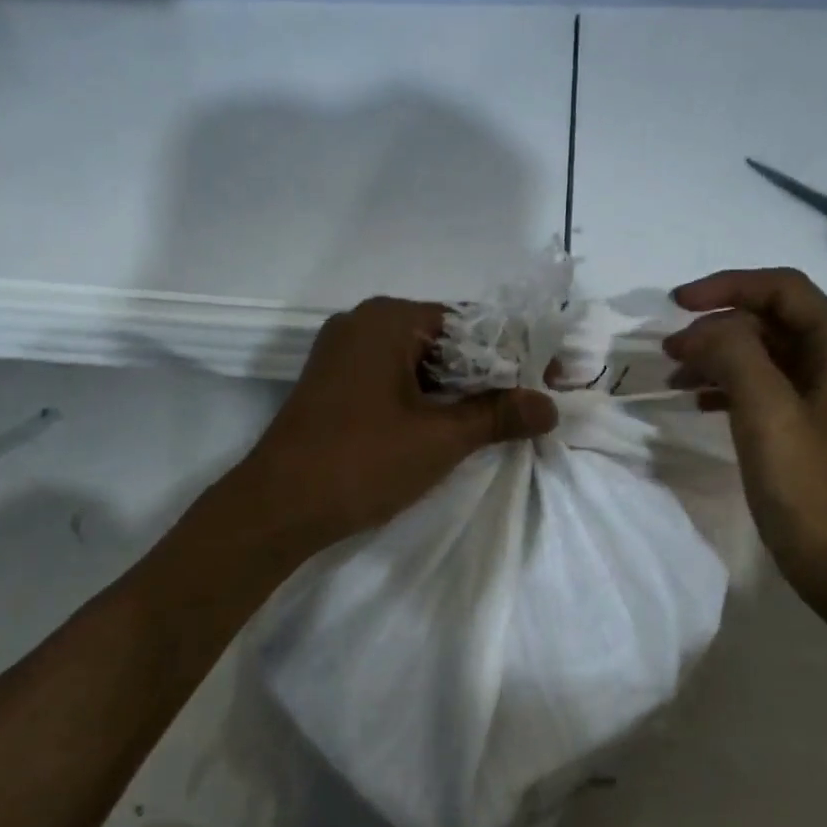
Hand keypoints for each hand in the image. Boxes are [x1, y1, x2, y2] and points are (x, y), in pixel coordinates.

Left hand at [241, 297, 557, 542]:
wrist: (276, 508)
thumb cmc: (361, 462)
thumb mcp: (440, 439)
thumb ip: (498, 415)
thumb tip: (550, 406)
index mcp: (387, 319)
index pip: (471, 323)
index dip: (516, 352)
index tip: (550, 380)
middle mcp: (362, 323)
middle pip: (444, 340)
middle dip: (488, 374)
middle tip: (530, 404)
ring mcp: (342, 354)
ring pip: (419, 363)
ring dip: (458, 390)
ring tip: (501, 420)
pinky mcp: (333, 386)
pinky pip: (393, 380)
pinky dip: (425, 399)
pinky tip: (451, 427)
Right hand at [664, 268, 826, 608]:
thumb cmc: (810, 485)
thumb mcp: (767, 411)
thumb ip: (733, 354)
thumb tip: (700, 332)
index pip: (780, 289)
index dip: (726, 287)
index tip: (675, 305)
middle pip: (770, 319)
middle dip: (716, 327)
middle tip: (668, 350)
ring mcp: (824, 395)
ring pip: (763, 354)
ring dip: (717, 357)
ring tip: (673, 377)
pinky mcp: (808, 425)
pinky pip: (763, 387)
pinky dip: (727, 387)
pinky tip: (696, 404)